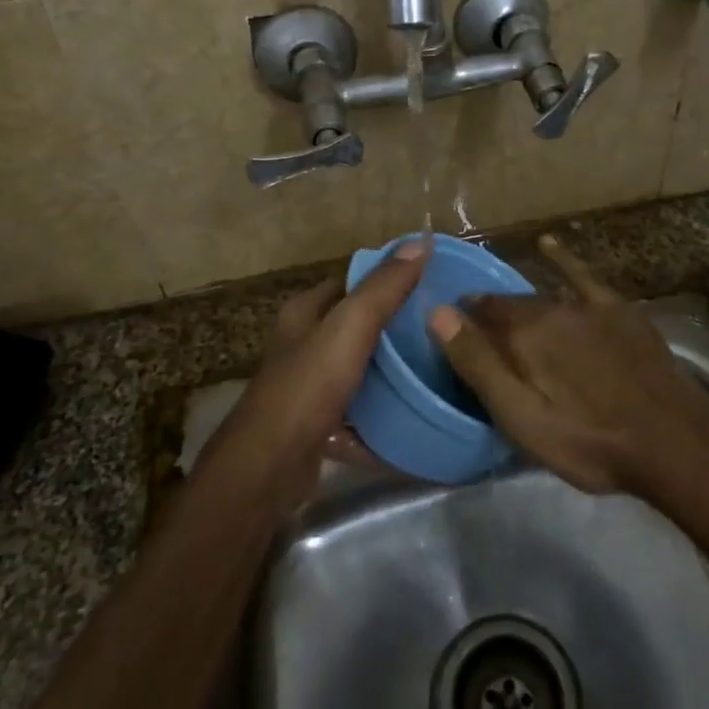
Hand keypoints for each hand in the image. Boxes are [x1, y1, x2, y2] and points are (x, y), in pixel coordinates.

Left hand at [209, 237, 429, 498]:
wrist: (269, 468)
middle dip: (395, 328)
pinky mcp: (318, 428)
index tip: (429, 284)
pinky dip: (383, 417)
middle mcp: (302, 346)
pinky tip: (415, 417)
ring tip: (437, 369)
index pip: (350, 284)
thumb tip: (421, 240)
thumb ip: (385, 287)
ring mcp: (309, 389)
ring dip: (391, 374)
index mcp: (304, 314)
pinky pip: (359, 416)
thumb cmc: (308, 385)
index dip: (386, 279)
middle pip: (355, 328)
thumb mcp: (350, 327)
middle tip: (440, 328)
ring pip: (359, 372)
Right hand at [426, 234, 708, 495]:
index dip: (461, 325)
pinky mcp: (617, 310)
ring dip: (519, 303)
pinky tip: (548, 245)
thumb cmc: (589, 440)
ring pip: (540, 296)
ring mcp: (587, 306)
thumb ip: (479, 364)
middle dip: (489, 317)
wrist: (673, 440)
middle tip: (481, 338)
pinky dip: (562, 259)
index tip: (453, 339)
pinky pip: (582, 276)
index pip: (477, 315)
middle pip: (508, 307)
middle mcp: (550, 307)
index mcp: (523, 334)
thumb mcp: (522, 417)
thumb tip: (437, 312)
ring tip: (506, 313)